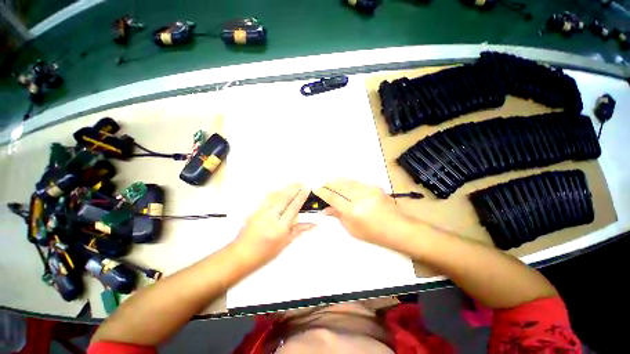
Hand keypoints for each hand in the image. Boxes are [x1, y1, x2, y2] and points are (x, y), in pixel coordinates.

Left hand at [234, 184, 314, 265]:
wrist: (242, 254)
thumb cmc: (266, 252)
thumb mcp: (285, 243)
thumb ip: (299, 230)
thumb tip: (313, 224)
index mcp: (281, 227)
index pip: (294, 207)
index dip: (301, 196)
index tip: (307, 188)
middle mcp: (271, 216)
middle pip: (285, 197)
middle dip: (294, 188)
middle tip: (302, 183)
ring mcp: (261, 212)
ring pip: (276, 195)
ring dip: (286, 188)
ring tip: (294, 184)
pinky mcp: (255, 210)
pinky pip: (267, 198)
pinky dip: (276, 191)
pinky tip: (280, 189)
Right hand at [314, 179, 412, 248]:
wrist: (398, 228)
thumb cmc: (373, 233)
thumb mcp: (352, 229)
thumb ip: (338, 215)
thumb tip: (326, 208)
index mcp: (353, 211)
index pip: (333, 198)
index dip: (323, 192)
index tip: (316, 189)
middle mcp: (360, 197)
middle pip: (339, 185)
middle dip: (329, 183)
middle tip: (322, 184)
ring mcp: (369, 190)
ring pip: (347, 181)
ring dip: (337, 181)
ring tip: (330, 182)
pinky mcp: (375, 186)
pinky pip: (357, 182)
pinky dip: (348, 183)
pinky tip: (344, 185)